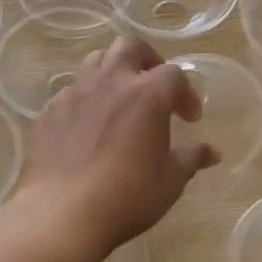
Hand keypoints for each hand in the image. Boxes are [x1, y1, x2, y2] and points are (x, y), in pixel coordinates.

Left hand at [14, 36, 217, 259]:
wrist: (61, 214)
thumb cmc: (126, 196)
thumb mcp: (170, 181)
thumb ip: (192, 158)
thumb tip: (212, 152)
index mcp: (147, 93)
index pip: (174, 74)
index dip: (186, 93)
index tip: (189, 119)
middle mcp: (111, 81)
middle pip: (131, 47)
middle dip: (147, 59)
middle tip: (154, 85)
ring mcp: (76, 92)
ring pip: (96, 60)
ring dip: (113, 71)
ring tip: (119, 98)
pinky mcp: (49, 110)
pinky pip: (71, 91)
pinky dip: (85, 99)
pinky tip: (87, 126)